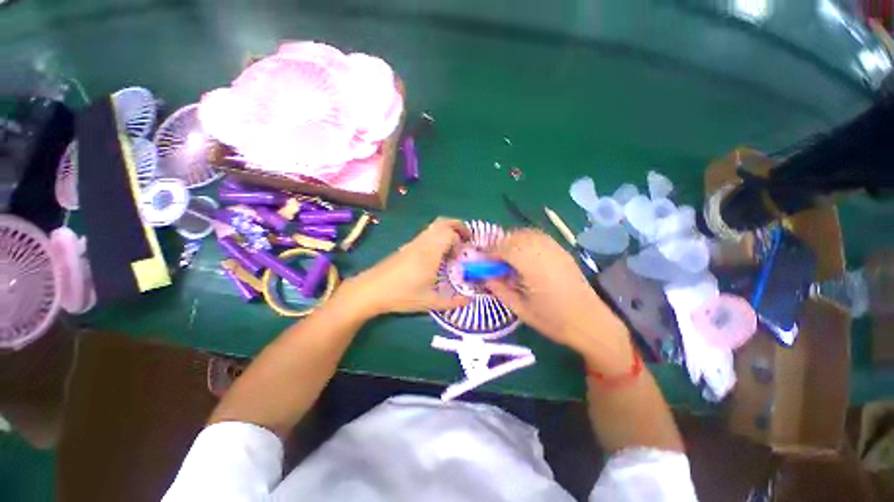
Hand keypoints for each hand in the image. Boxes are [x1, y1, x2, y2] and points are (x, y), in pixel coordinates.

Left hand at [340, 218, 471, 316]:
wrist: (371, 290)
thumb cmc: (401, 295)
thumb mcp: (429, 302)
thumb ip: (452, 302)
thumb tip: (469, 301)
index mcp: (430, 253)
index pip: (451, 234)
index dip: (460, 243)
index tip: (459, 258)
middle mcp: (423, 242)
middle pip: (443, 222)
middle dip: (459, 226)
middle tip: (467, 238)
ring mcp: (414, 242)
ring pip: (434, 225)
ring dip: (448, 229)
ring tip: (455, 244)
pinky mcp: (407, 245)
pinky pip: (427, 232)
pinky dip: (438, 234)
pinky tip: (438, 251)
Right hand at [485, 229, 628, 358]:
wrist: (591, 323)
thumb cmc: (554, 321)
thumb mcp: (520, 309)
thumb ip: (499, 289)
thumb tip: (484, 276)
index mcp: (533, 267)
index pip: (505, 249)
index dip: (490, 253)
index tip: (482, 262)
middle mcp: (545, 252)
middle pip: (515, 237)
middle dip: (500, 245)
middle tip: (493, 261)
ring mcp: (555, 249)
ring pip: (527, 233)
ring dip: (513, 241)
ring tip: (507, 257)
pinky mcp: (562, 251)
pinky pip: (539, 237)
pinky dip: (526, 241)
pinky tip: (524, 255)